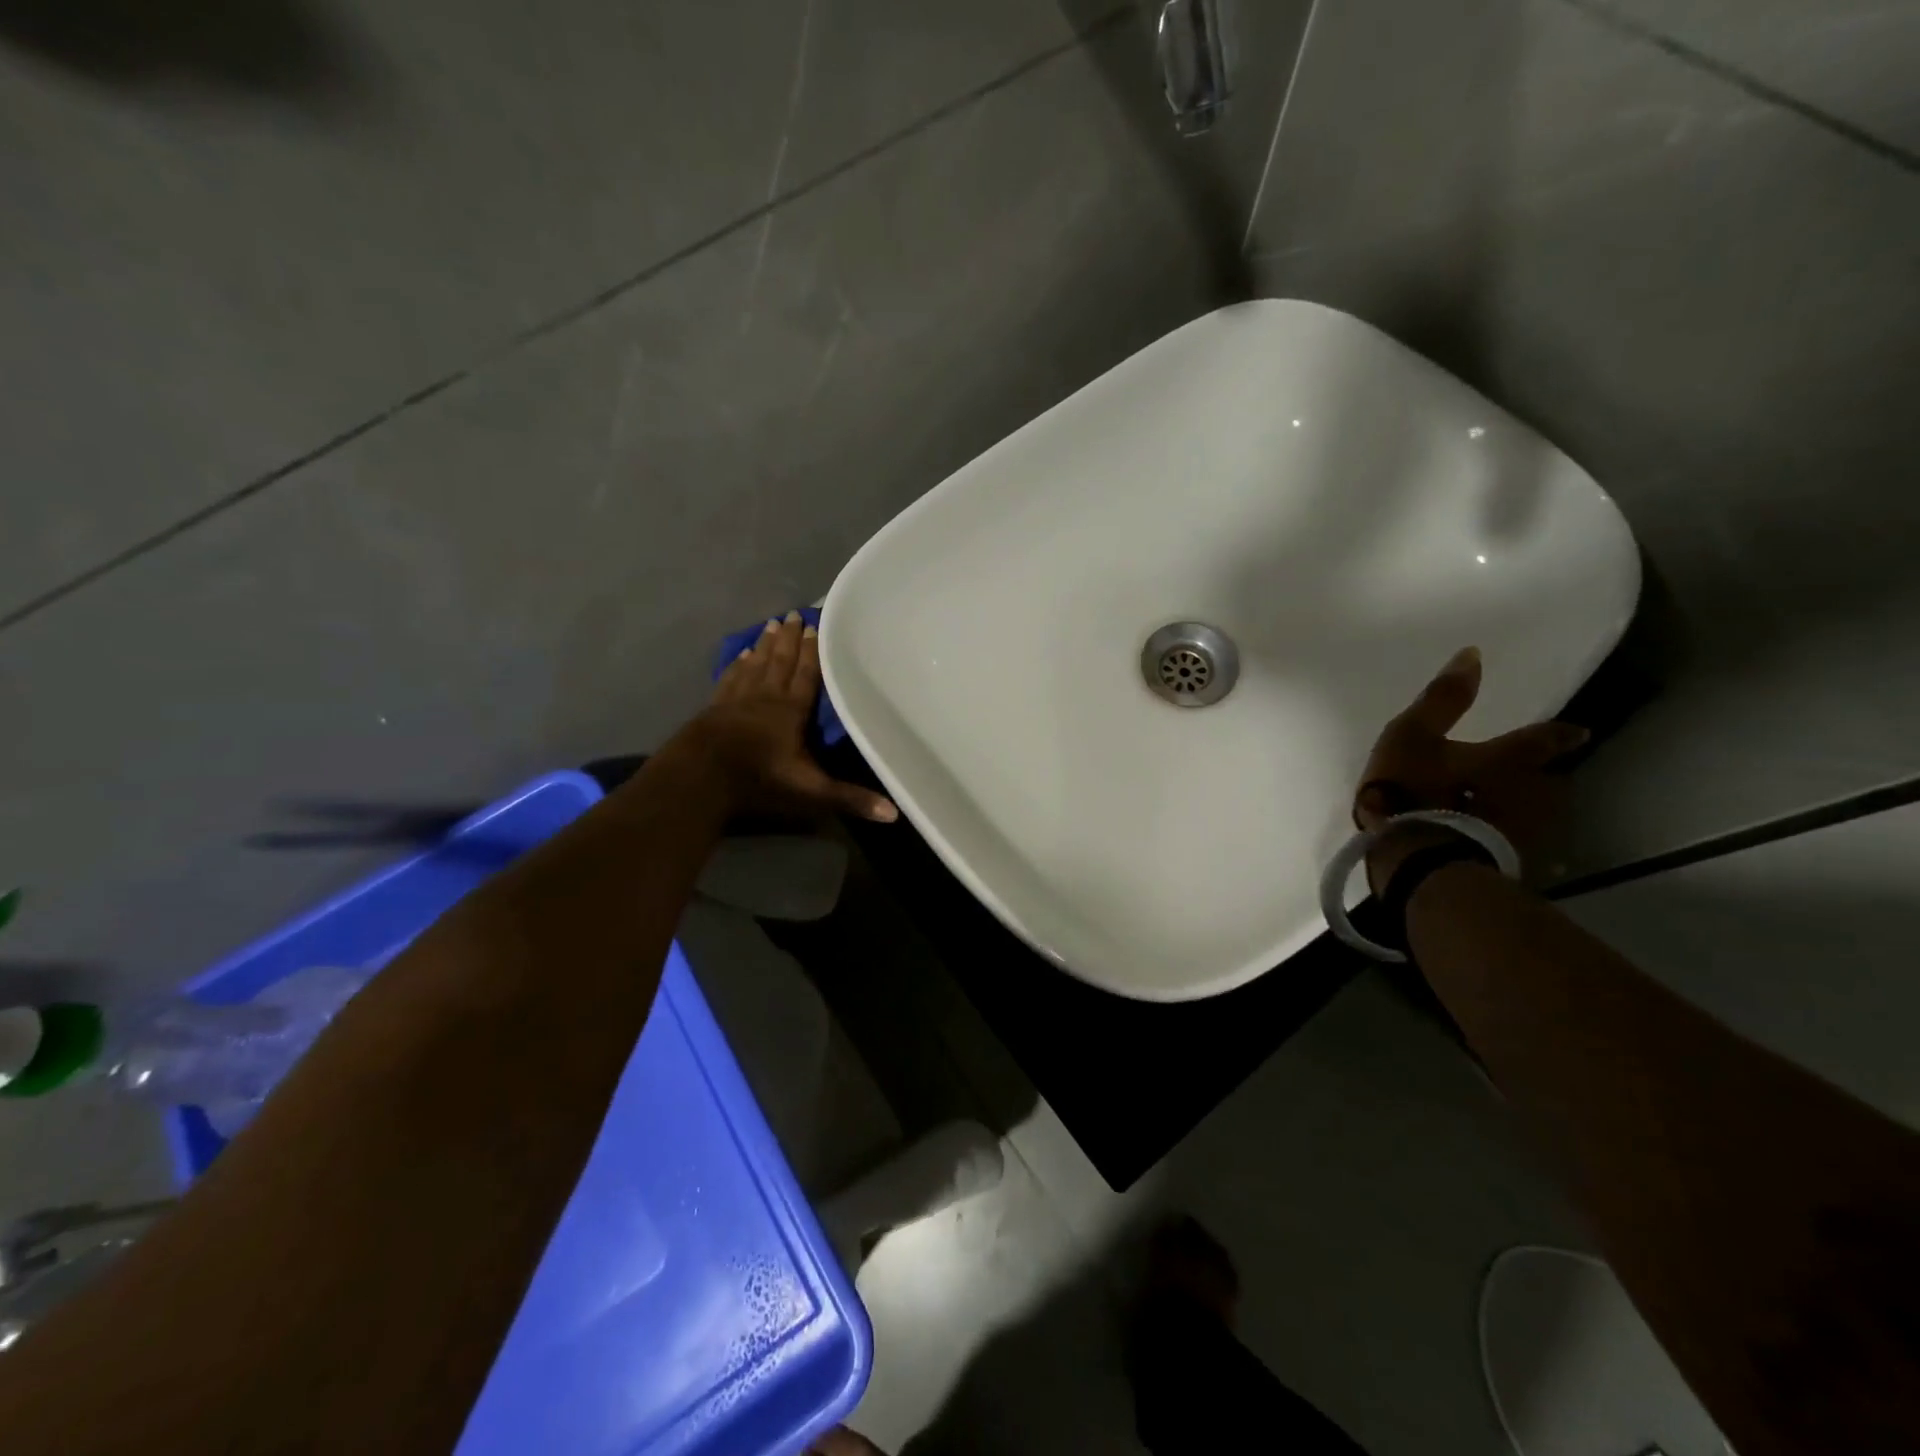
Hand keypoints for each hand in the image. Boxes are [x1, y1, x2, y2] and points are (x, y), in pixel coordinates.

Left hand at [675, 611, 897, 823]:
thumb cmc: (759, 779)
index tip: (816, 626)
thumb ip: (850, 798)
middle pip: (780, 662)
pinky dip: (738, 665)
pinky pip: (731, 679)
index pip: (806, 675)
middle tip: (794, 613)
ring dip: (765, 645)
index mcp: (791, 711)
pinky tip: (740, 654)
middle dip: (790, 639)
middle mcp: (766, 697)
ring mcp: (737, 700)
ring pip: (756, 665)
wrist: (701, 776)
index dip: (813, 652)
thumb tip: (894, 814)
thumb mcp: (810, 791)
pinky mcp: (714, 708)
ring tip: (772, 623)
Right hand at [1355, 646, 1587, 892]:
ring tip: (1495, 812)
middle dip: (1536, 780)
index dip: (1558, 734)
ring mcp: (1517, 834)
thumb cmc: (1411, 789)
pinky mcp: (1500, 864)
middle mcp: (1524, 796)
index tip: (1578, 732)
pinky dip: (1494, 837)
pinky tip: (1475, 840)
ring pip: (1527, 816)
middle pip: (1542, 784)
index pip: (1541, 741)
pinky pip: (1504, 843)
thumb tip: (1474, 654)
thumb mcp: (1413, 736)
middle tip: (1525, 778)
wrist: (1413, 859)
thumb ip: (1441, 699)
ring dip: (1515, 812)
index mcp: (1506, 761)